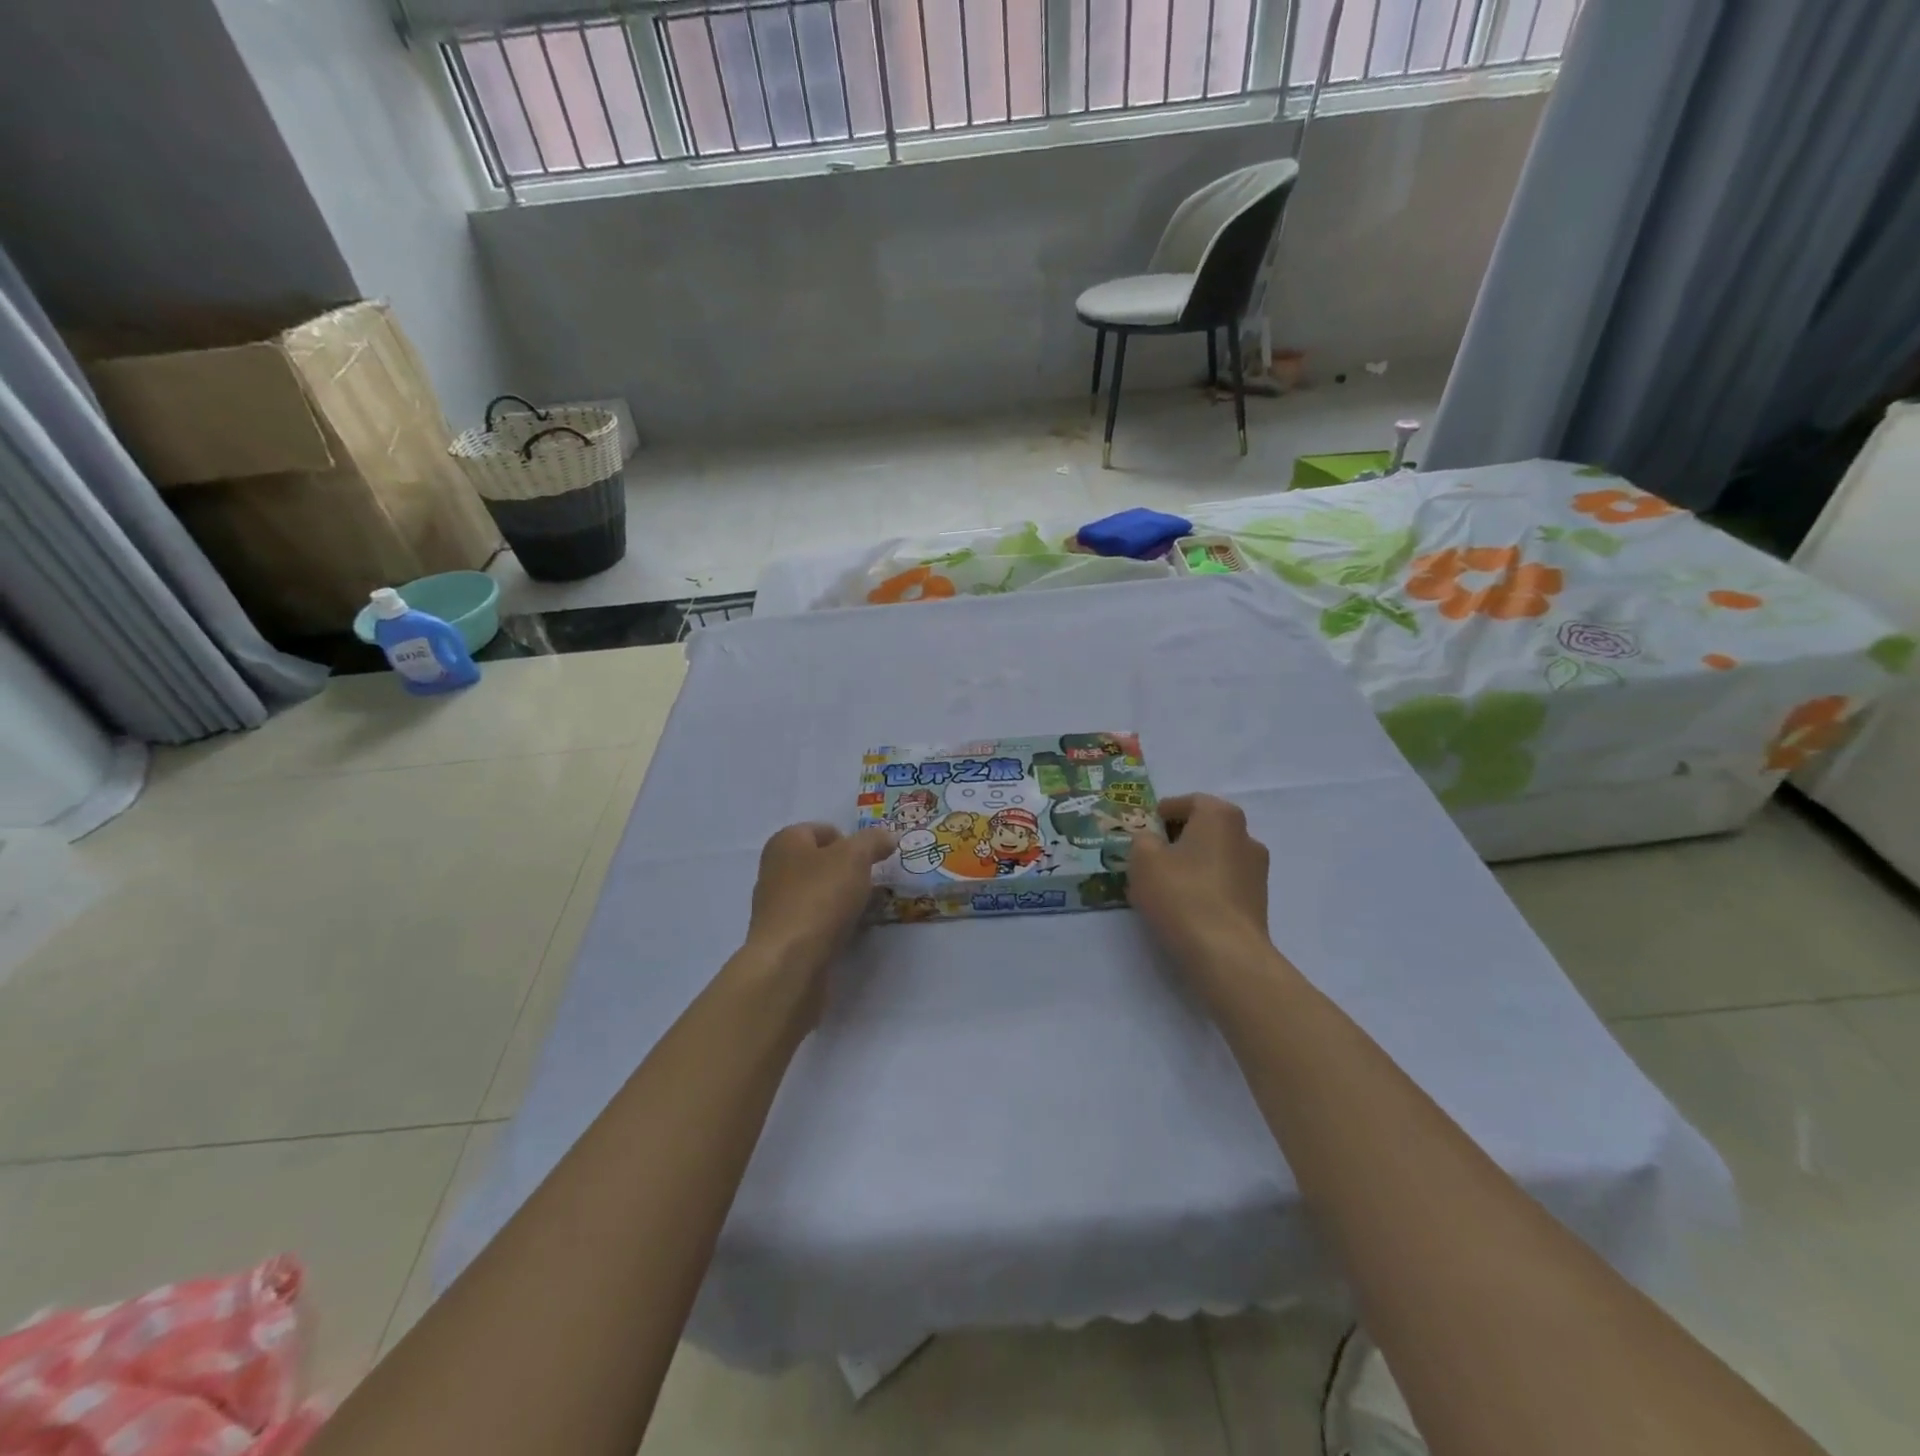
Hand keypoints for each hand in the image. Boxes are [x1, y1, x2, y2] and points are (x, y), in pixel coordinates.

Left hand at [743, 823, 896, 1005]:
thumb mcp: (855, 856)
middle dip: (847, 871)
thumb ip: (873, 841)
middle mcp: (775, 870)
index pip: (822, 830)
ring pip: (818, 893)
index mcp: (785, 842)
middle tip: (871, 884)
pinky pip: (814, 921)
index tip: (871, 859)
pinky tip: (847, 932)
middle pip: (820, 862)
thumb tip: (887, 838)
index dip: (850, 840)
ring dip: (841, 899)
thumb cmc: (820, 896)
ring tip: (864, 910)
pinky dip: (832, 924)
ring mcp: (776, 906)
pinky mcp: (783, 938)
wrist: (790, 961)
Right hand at [1126, 794, 1271, 971]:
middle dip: (1177, 838)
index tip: (1145, 827)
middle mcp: (1246, 836)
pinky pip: (1224, 883)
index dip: (1164, 812)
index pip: (1189, 801)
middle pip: (1205, 828)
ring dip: (1192, 864)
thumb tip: (1151, 841)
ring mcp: (1257, 871)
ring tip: (1164, 885)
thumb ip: (1142, 840)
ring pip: (1215, 857)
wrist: (1225, 953)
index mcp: (1220, 816)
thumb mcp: (1143, 859)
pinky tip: (1184, 907)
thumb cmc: (1181, 894)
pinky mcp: (1258, 902)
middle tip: (1150, 855)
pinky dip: (1204, 887)